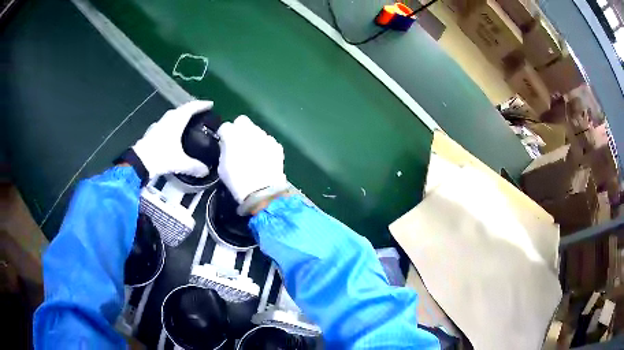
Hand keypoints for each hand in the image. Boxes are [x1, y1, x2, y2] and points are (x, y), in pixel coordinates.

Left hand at [133, 100, 212, 178]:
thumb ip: (194, 167)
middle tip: (201, 112)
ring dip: (181, 115)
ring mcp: (159, 124)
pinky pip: (166, 123)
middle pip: (182, 109)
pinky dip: (172, 124)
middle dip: (192, 109)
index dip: (202, 105)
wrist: (139, 162)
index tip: (210, 104)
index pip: (191, 108)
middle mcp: (168, 119)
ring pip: (173, 115)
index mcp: (176, 121)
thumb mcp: (180, 163)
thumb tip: (206, 171)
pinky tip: (172, 132)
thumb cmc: (161, 157)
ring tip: (188, 121)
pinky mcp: (152, 132)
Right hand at [217, 116, 287, 203]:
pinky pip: (268, 141)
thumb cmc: (237, 181)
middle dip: (239, 129)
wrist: (262, 191)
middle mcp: (249, 130)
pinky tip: (264, 158)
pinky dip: (265, 146)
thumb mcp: (221, 167)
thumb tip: (227, 145)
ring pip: (256, 130)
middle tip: (238, 142)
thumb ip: (224, 150)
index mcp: (232, 135)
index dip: (224, 134)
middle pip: (242, 121)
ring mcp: (265, 136)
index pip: (225, 126)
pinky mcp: (276, 145)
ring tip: (253, 152)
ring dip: (253, 137)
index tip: (224, 142)